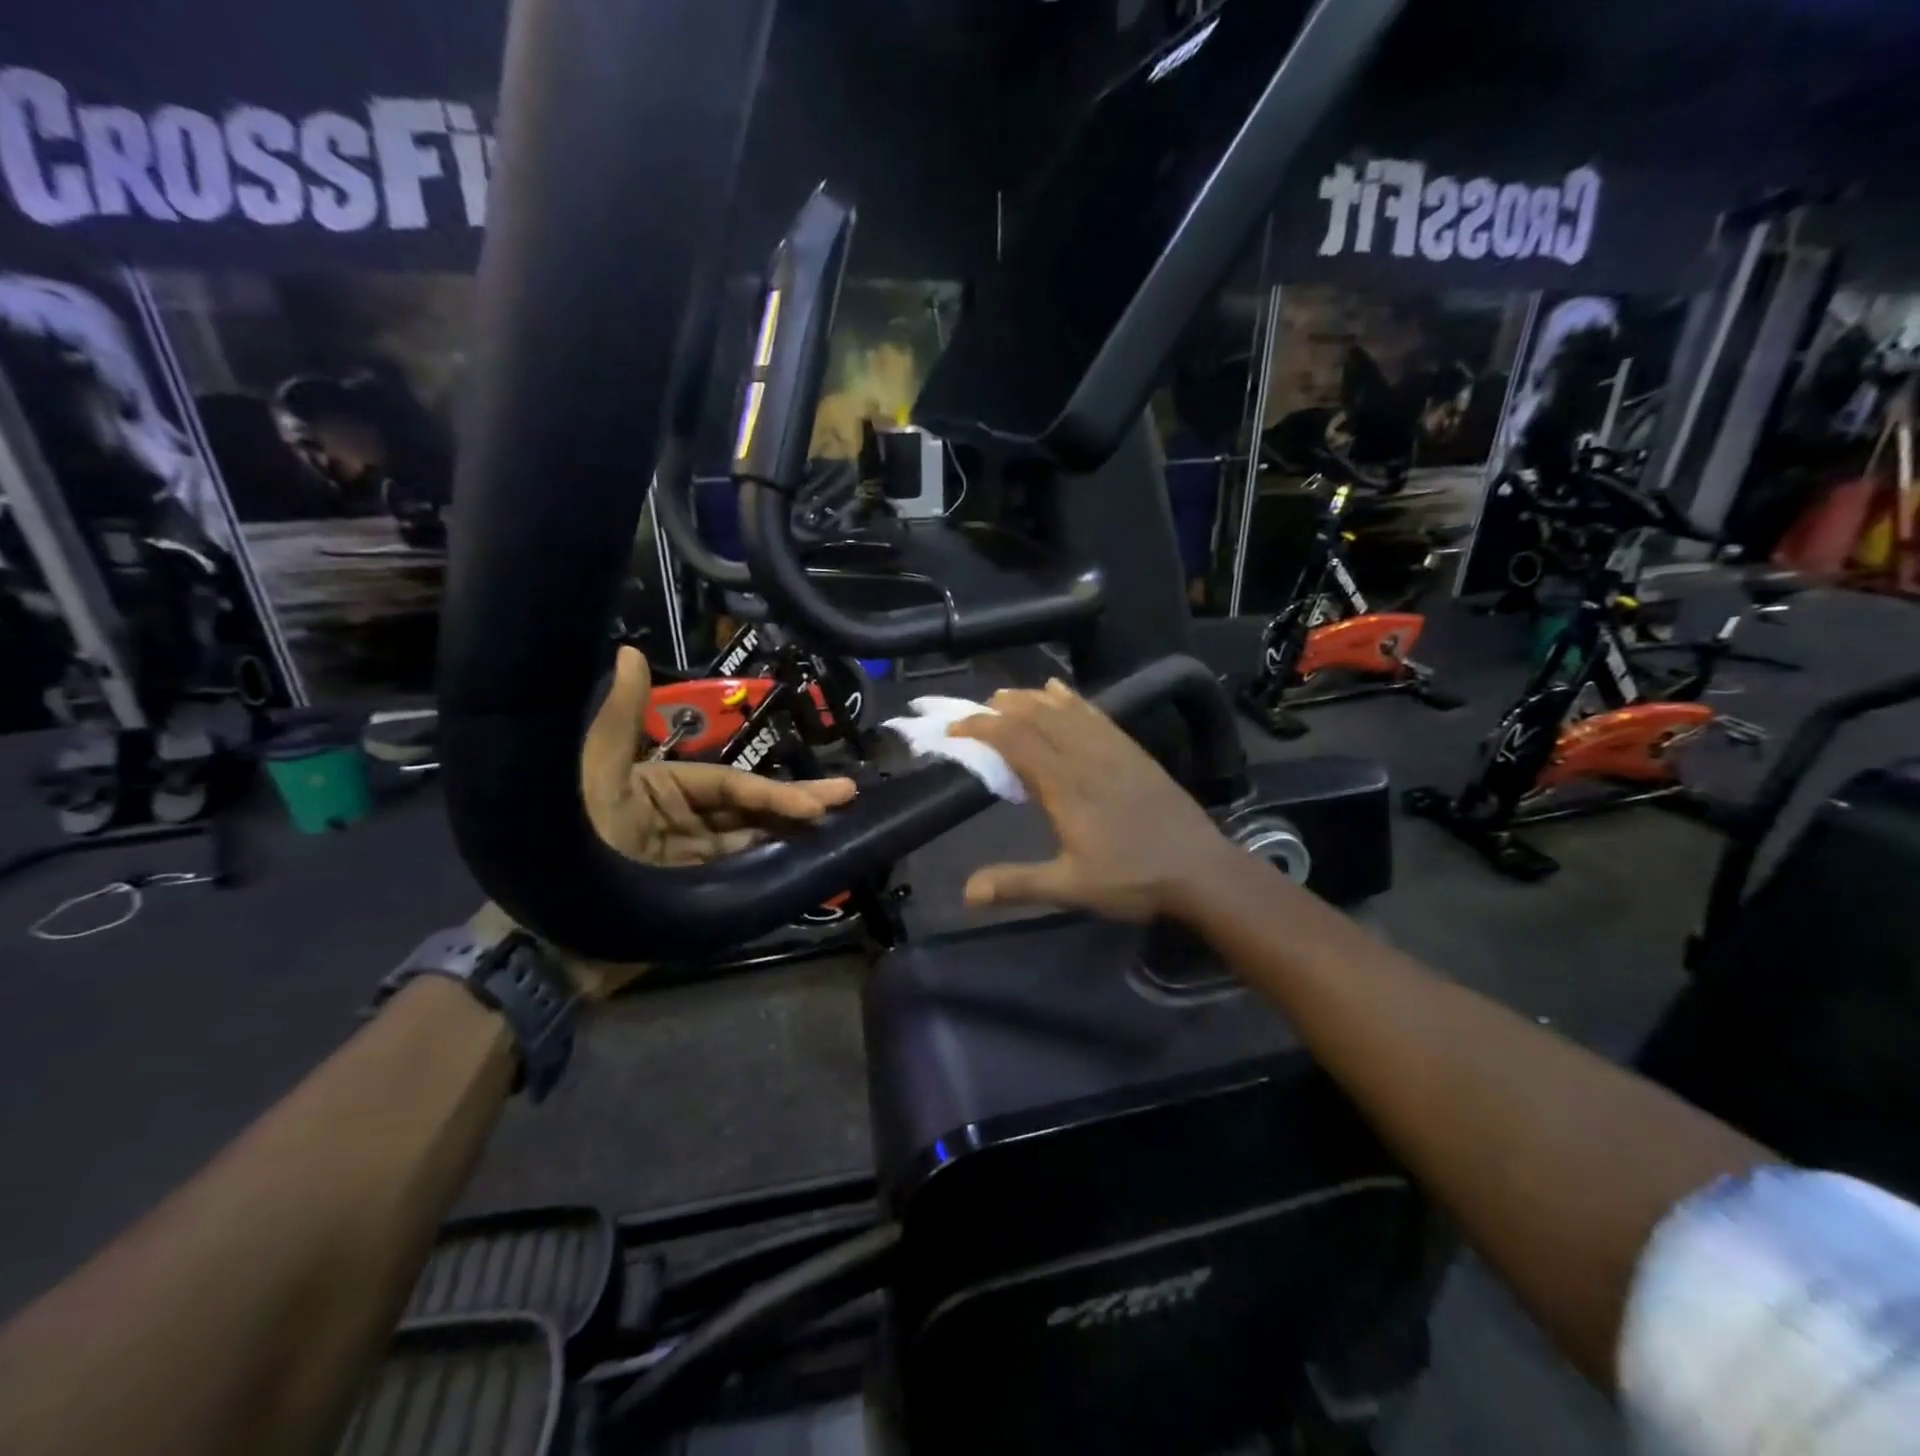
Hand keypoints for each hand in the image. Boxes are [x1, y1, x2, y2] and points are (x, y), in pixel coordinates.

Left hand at [473, 646, 858, 999]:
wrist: (548, 940)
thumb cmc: (572, 845)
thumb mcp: (591, 776)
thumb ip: (619, 720)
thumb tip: (629, 652)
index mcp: (660, 788)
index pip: (730, 784)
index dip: (774, 792)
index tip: (819, 801)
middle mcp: (679, 821)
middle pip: (748, 811)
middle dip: (798, 805)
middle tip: (848, 797)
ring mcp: (688, 863)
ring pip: (749, 843)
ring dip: (790, 836)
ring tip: (838, 830)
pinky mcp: (693, 899)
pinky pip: (738, 879)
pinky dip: (770, 871)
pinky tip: (805, 865)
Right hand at [949, 680, 1236, 921]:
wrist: (1200, 870)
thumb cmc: (1133, 879)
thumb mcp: (1071, 887)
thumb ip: (1018, 884)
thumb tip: (967, 893)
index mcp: (1065, 785)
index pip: (1015, 741)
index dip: (982, 729)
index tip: (956, 730)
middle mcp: (1085, 757)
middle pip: (1038, 717)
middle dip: (1003, 707)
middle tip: (976, 710)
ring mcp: (1113, 750)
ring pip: (1066, 710)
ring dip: (1033, 699)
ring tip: (1008, 696)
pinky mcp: (1134, 751)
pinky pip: (1096, 714)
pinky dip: (1073, 699)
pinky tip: (1062, 693)